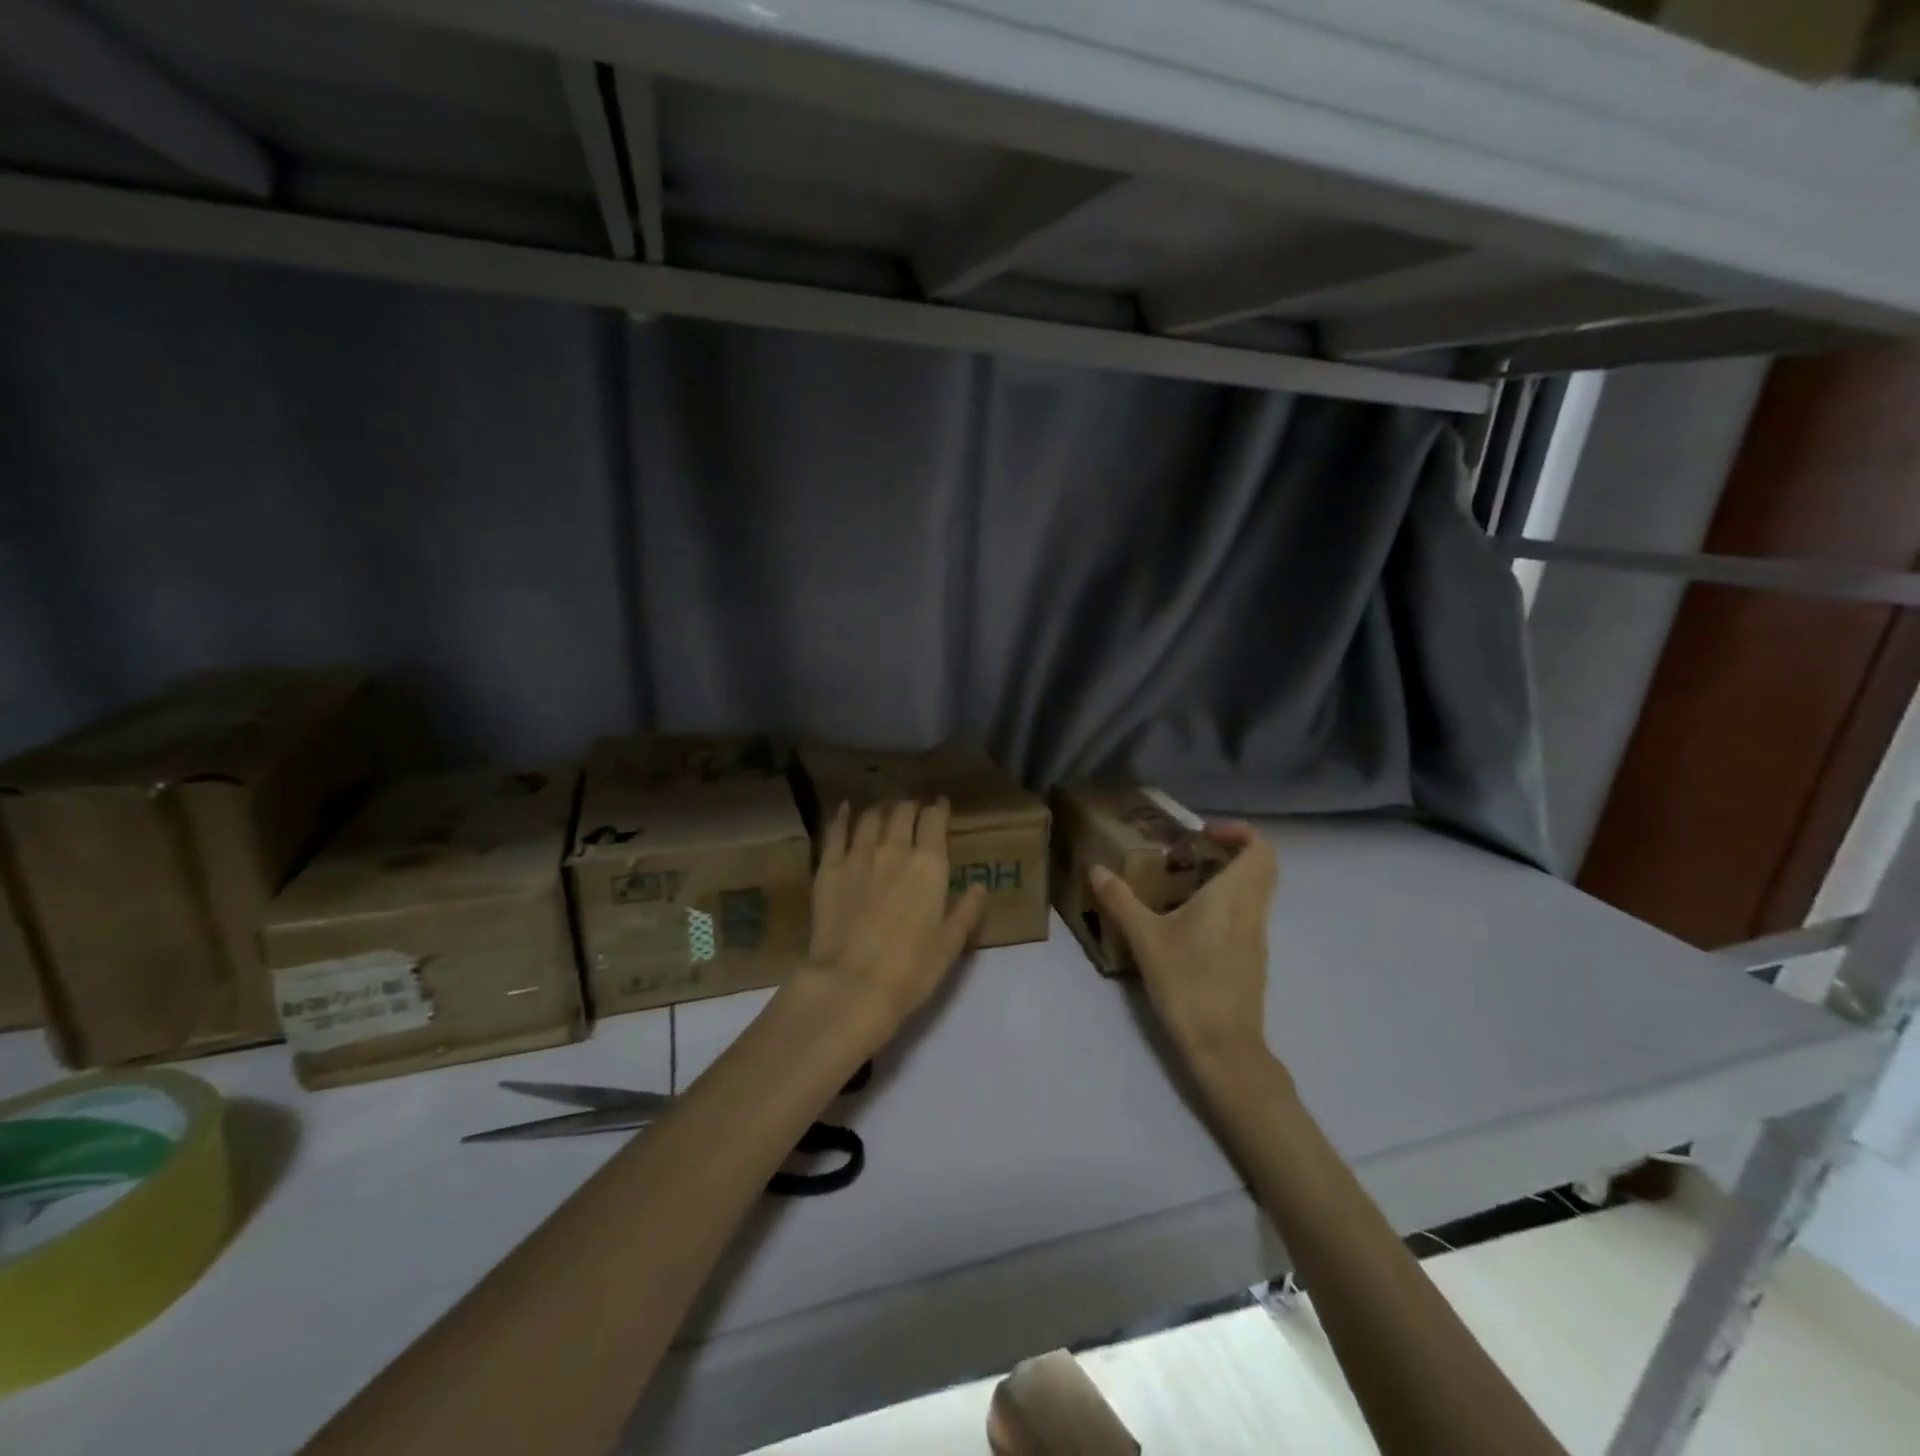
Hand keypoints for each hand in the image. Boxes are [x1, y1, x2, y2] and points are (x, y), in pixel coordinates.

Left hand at [805, 798, 987, 1038]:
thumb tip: (980, 886)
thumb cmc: (911, 969)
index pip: (935, 821)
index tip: (940, 805)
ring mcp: (857, 856)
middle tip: (913, 807)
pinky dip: (843, 816)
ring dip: (881, 808)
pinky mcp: (828, 869)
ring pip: (870, 818)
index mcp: (929, 865)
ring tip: (884, 808)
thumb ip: (967, 911)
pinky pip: (836, 832)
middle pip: (902, 813)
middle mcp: (894, 850)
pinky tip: (845, 809)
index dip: (939, 809)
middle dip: (910, 805)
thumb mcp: (950, 944)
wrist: (852, 984)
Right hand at [1088, 821, 1276, 1063]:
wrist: (1223, 1046)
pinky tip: (1188, 921)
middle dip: (1229, 851)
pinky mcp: (1252, 959)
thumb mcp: (1145, 939)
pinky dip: (1225, 904)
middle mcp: (1253, 910)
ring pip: (1254, 892)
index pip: (1261, 848)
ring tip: (1181, 883)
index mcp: (1234, 896)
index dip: (1238, 831)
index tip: (1202, 833)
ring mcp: (1257, 937)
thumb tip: (1097, 870)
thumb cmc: (1188, 983)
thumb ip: (1121, 900)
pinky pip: (1246, 915)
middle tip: (1190, 853)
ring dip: (1226, 878)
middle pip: (1261, 867)